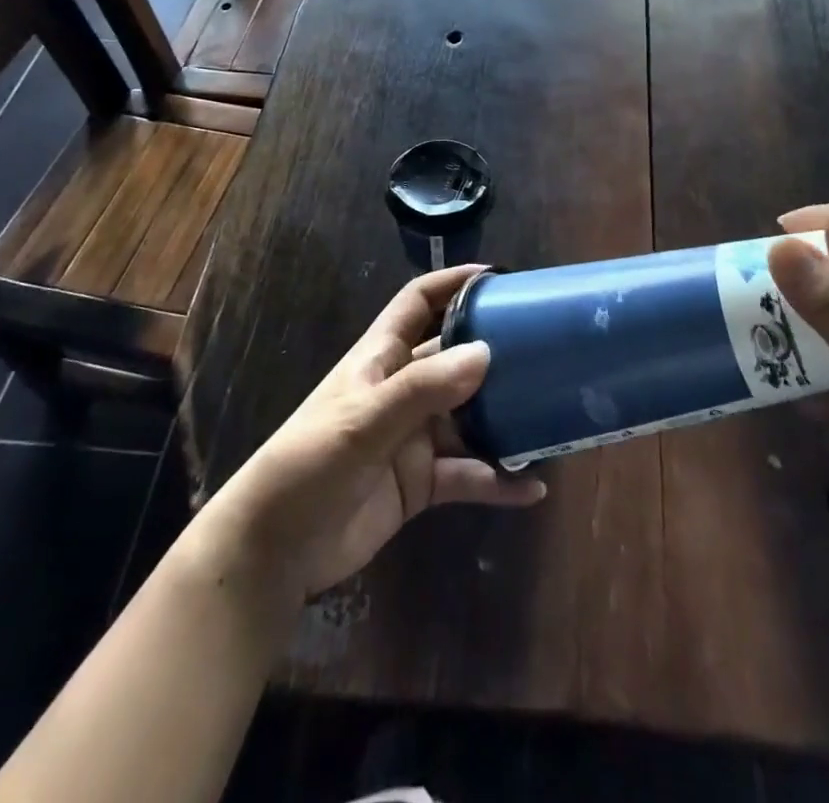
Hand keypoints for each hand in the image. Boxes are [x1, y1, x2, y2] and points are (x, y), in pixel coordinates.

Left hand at [201, 266, 546, 604]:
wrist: (275, 551)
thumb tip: (486, 352)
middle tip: (547, 349)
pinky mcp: (421, 482)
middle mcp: (402, 389)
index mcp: (381, 358)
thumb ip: (422, 389)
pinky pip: (468, 474)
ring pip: (470, 418)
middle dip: (495, 352)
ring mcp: (413, 437)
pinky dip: (497, 479)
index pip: (419, 303)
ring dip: (505, 419)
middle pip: (455, 358)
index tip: (499, 277)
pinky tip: (533, 487)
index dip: (452, 283)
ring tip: (553, 418)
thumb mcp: (363, 421)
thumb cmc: (310, 464)